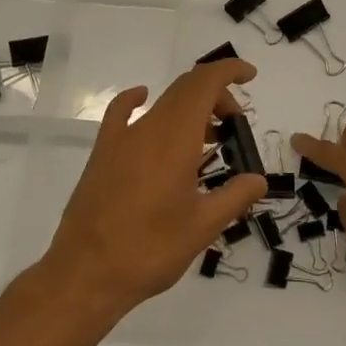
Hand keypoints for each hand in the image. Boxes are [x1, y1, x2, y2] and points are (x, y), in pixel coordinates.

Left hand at [40, 58, 265, 320]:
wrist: (86, 274)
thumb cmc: (150, 250)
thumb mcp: (203, 228)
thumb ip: (235, 197)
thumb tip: (258, 179)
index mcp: (175, 139)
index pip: (204, 84)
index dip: (228, 71)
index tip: (249, 76)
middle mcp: (148, 129)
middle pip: (185, 89)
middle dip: (216, 96)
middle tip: (235, 126)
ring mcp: (121, 139)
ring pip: (161, 103)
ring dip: (190, 108)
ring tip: (210, 138)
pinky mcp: (102, 153)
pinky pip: (121, 112)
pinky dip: (138, 100)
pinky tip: (143, 100)